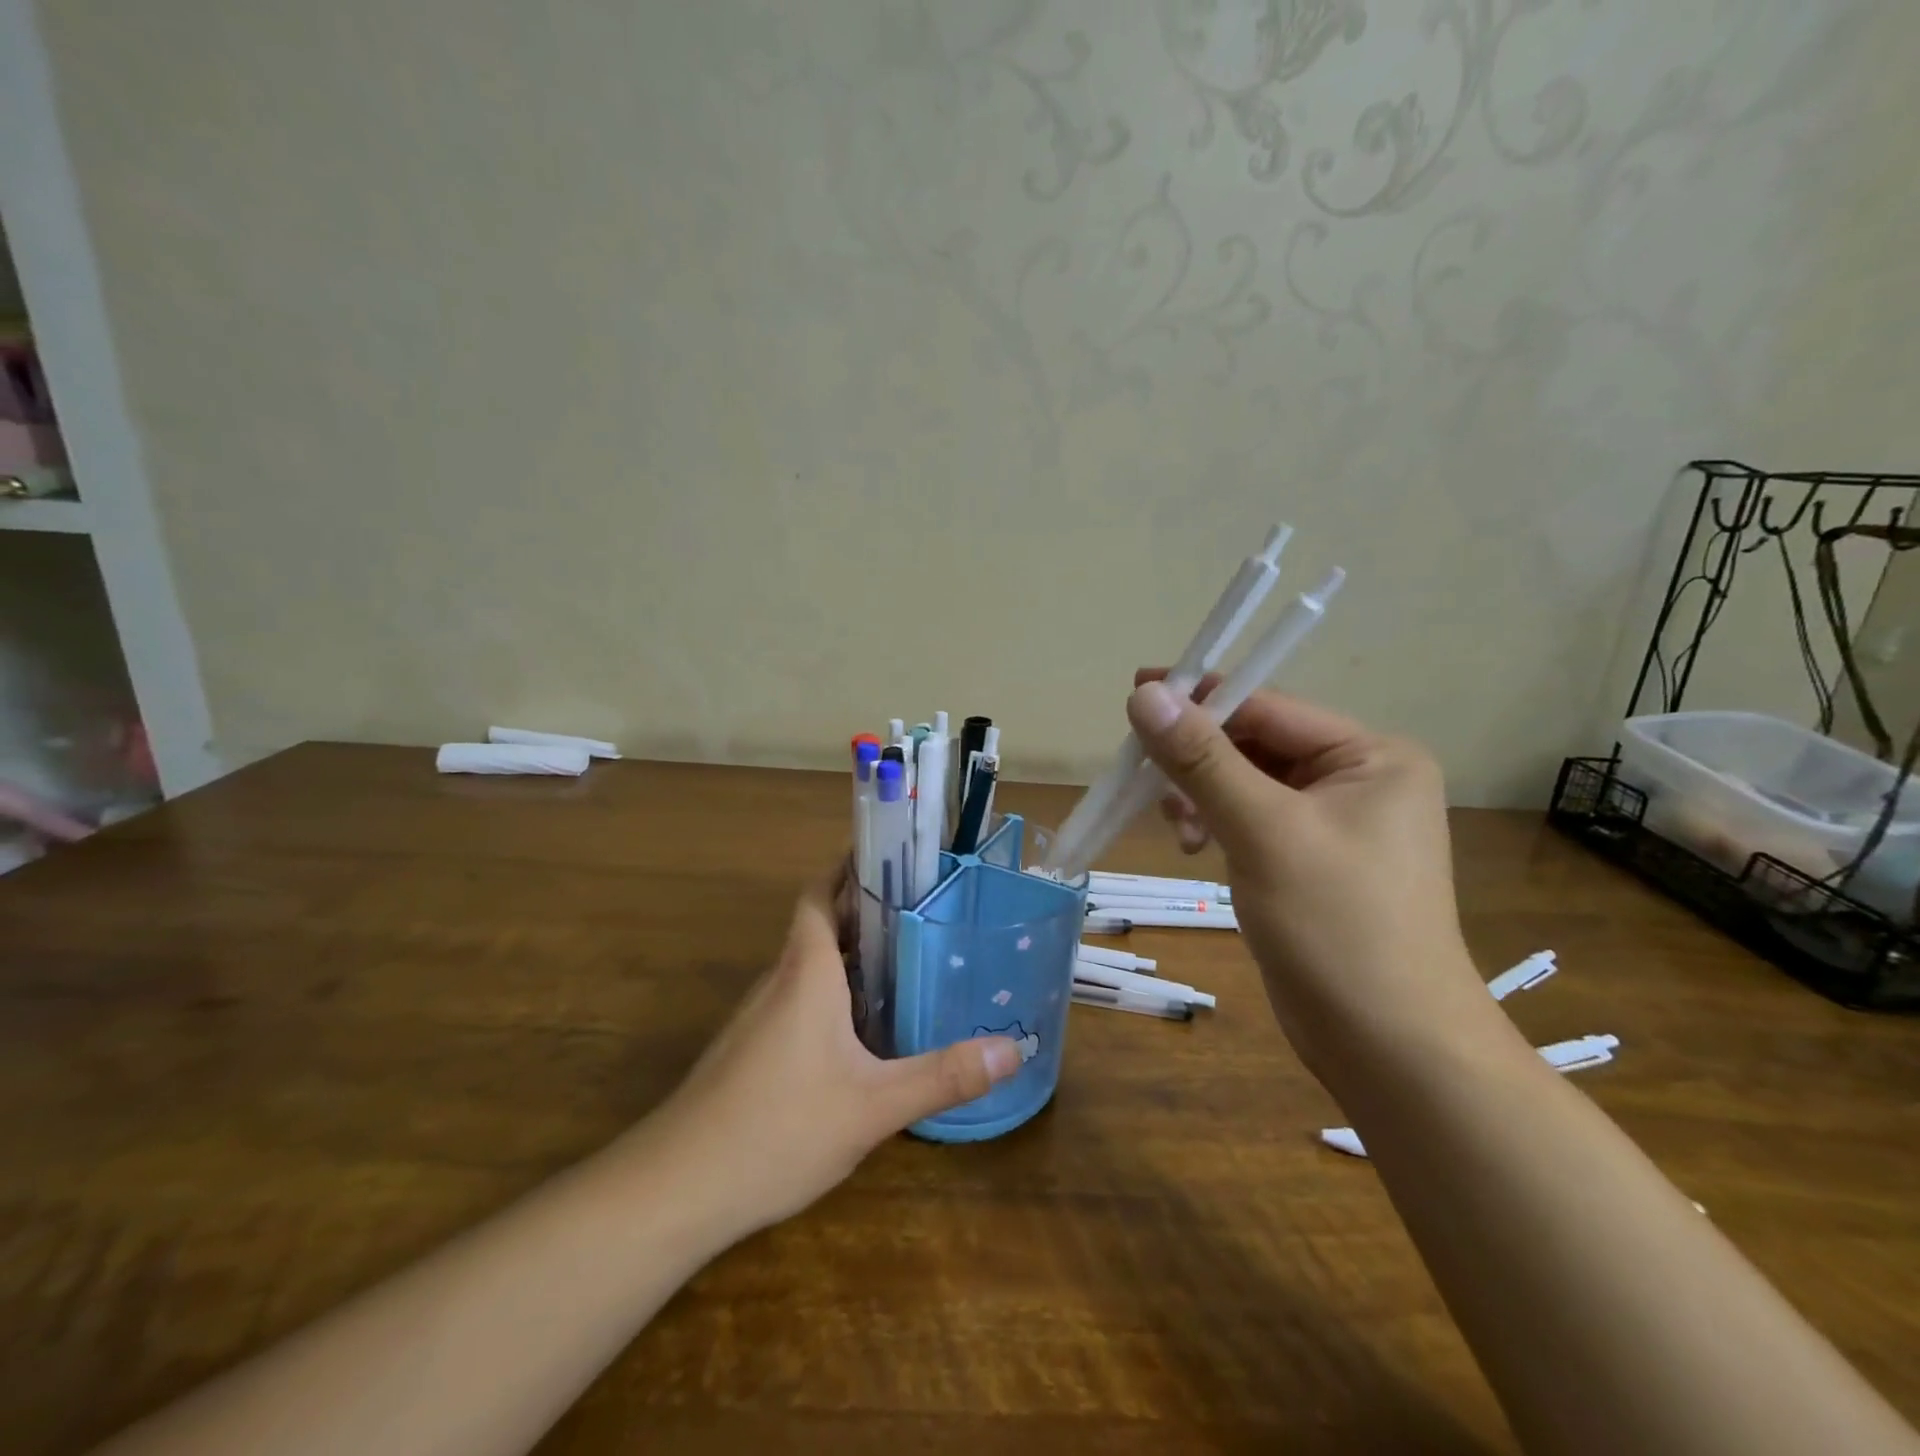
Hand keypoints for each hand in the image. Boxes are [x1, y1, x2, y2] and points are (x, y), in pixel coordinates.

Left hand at [636, 871, 1022, 1240]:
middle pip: (822, 923)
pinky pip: (800, 998)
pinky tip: (864, 1027)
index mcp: (807, 970)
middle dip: (867, 908)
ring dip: (852, 951)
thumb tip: (1013, 1049)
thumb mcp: (873, 1106)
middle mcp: (780, 980)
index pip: (822, 893)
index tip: (892, 853)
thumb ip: (943, 1076)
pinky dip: (834, 990)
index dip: (850, 866)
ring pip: (811, 964)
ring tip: (907, 955)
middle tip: (924, 905)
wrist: (674, 1189)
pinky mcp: (751, 1049)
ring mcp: (759, 1016)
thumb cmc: (777, 1128)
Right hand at [1126, 673, 1493, 1070]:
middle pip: (1256, 744)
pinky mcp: (1310, 862)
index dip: (1200, 699)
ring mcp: (1335, 824)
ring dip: (1202, 795)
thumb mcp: (1263, 830)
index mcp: (1371, 757)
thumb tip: (1144, 693)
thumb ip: (1201, 759)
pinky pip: (1251, 820)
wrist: (1389, 1046)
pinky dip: (1216, 824)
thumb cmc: (1336, 925)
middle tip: (1141, 771)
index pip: (1269, 708)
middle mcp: (1359, 780)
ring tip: (1176, 825)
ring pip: (1246, 783)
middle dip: (1197, 758)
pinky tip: (1193, 847)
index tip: (1133, 693)